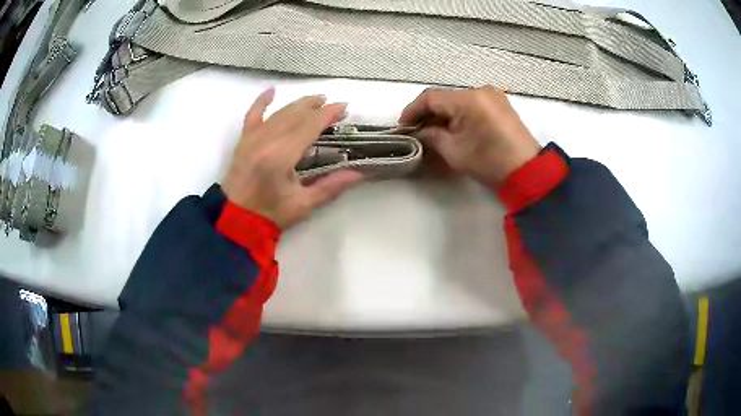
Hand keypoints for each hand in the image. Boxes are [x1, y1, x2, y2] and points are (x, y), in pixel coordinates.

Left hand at [223, 89, 362, 228]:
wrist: (235, 220)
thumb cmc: (270, 214)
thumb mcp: (303, 204)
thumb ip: (330, 186)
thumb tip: (358, 173)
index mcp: (282, 155)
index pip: (310, 125)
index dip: (328, 114)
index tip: (344, 106)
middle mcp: (267, 140)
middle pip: (296, 114)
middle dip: (316, 106)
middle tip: (333, 104)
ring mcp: (253, 138)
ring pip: (279, 112)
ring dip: (299, 104)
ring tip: (315, 100)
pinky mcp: (243, 140)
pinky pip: (252, 115)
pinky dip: (261, 101)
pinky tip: (271, 91)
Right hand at [399, 86, 541, 187]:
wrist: (527, 172)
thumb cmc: (489, 163)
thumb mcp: (454, 151)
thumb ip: (431, 136)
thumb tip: (418, 131)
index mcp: (469, 99)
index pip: (431, 97)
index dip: (412, 110)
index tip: (403, 126)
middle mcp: (480, 90)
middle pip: (445, 97)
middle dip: (428, 113)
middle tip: (417, 131)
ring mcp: (493, 95)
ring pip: (458, 100)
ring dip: (444, 114)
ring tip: (434, 131)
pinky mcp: (500, 103)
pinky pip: (472, 103)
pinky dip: (459, 113)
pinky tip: (453, 127)